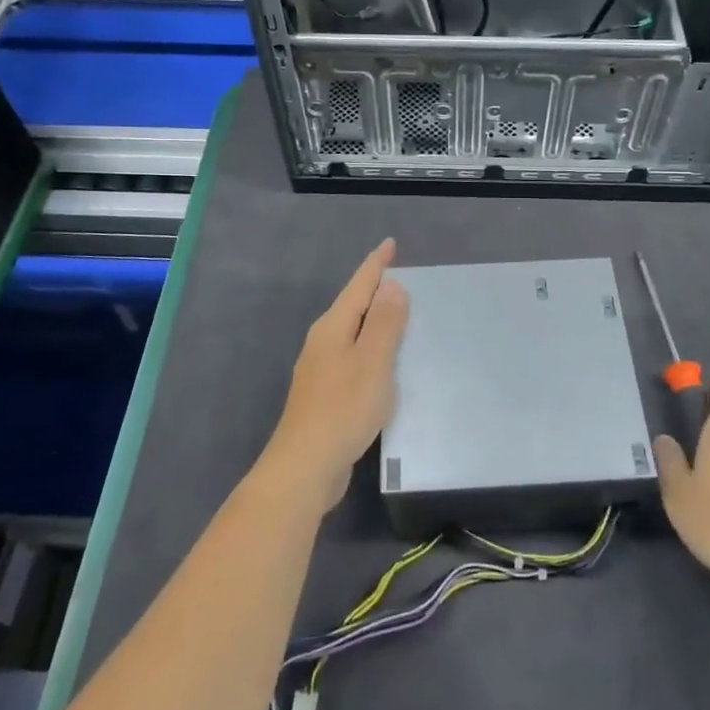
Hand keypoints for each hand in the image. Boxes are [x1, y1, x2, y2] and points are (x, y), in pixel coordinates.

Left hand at [257, 238, 409, 510]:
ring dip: (374, 320)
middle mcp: (323, 342)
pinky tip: (384, 362)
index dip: (376, 264)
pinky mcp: (326, 394)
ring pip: (353, 333)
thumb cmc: (343, 408)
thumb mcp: (372, 361)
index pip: (359, 285)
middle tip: (403, 277)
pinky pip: (354, 357)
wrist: (305, 466)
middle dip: (376, 289)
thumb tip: (390, 286)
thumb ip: (383, 322)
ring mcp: (322, 369)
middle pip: (353, 306)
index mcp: (333, 327)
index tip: (390, 244)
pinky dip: (372, 349)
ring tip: (400, 314)